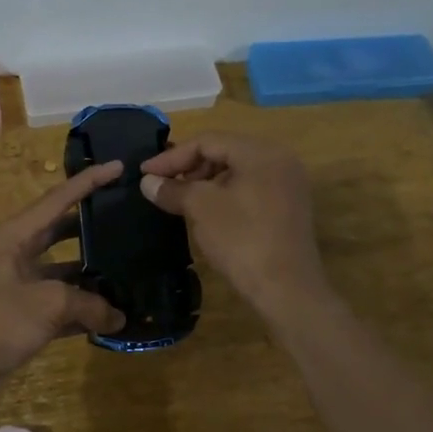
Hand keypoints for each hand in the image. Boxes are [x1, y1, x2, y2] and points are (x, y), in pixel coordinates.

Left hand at [0, 161, 126, 392]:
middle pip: (58, 232)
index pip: (58, 199)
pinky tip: (110, 316)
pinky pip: (57, 306)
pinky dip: (81, 310)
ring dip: (89, 273)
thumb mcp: (48, 302)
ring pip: (60, 271)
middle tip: (123, 217)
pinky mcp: (19, 318)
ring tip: (126, 268)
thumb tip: (117, 316)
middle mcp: (14, 255)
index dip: (89, 182)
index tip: (119, 167)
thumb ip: (88, 303)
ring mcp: (16, 287)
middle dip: (89, 225)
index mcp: (13, 236)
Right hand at [139, 132, 326, 314]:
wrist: (287, 290)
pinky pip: (249, 189)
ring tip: (179, 198)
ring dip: (204, 181)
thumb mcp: (201, 209)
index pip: (208, 141)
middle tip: (162, 185)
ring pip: (236, 171)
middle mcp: (279, 160)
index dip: (172, 157)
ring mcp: (287, 185)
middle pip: (224, 152)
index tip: (145, 173)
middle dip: (189, 167)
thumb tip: (148, 182)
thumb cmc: (242, 240)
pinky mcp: (287, 208)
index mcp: (261, 153)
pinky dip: (223, 194)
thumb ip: (173, 189)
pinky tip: (205, 212)